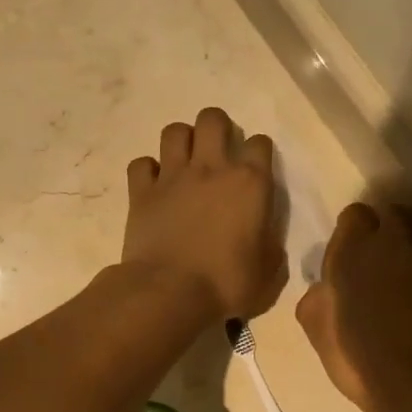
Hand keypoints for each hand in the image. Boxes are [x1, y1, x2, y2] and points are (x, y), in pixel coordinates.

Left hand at [122, 108, 286, 319]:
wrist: (170, 292)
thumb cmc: (227, 284)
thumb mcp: (268, 272)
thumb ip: (270, 245)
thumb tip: (264, 237)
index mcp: (250, 184)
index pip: (260, 143)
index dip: (259, 152)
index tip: (256, 170)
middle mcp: (211, 169)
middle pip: (212, 119)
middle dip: (217, 127)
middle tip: (218, 152)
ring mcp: (173, 177)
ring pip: (174, 131)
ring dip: (182, 141)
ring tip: (185, 162)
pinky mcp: (141, 192)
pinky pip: (141, 164)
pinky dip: (147, 171)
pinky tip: (154, 186)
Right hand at [296, 203, 411, 411]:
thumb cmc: (359, 359)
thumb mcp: (318, 330)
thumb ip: (318, 296)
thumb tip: (324, 285)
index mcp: (353, 252)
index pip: (355, 215)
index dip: (353, 233)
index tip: (351, 257)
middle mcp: (394, 245)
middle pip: (390, 223)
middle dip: (383, 241)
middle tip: (375, 274)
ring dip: (406, 263)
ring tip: (400, 297)